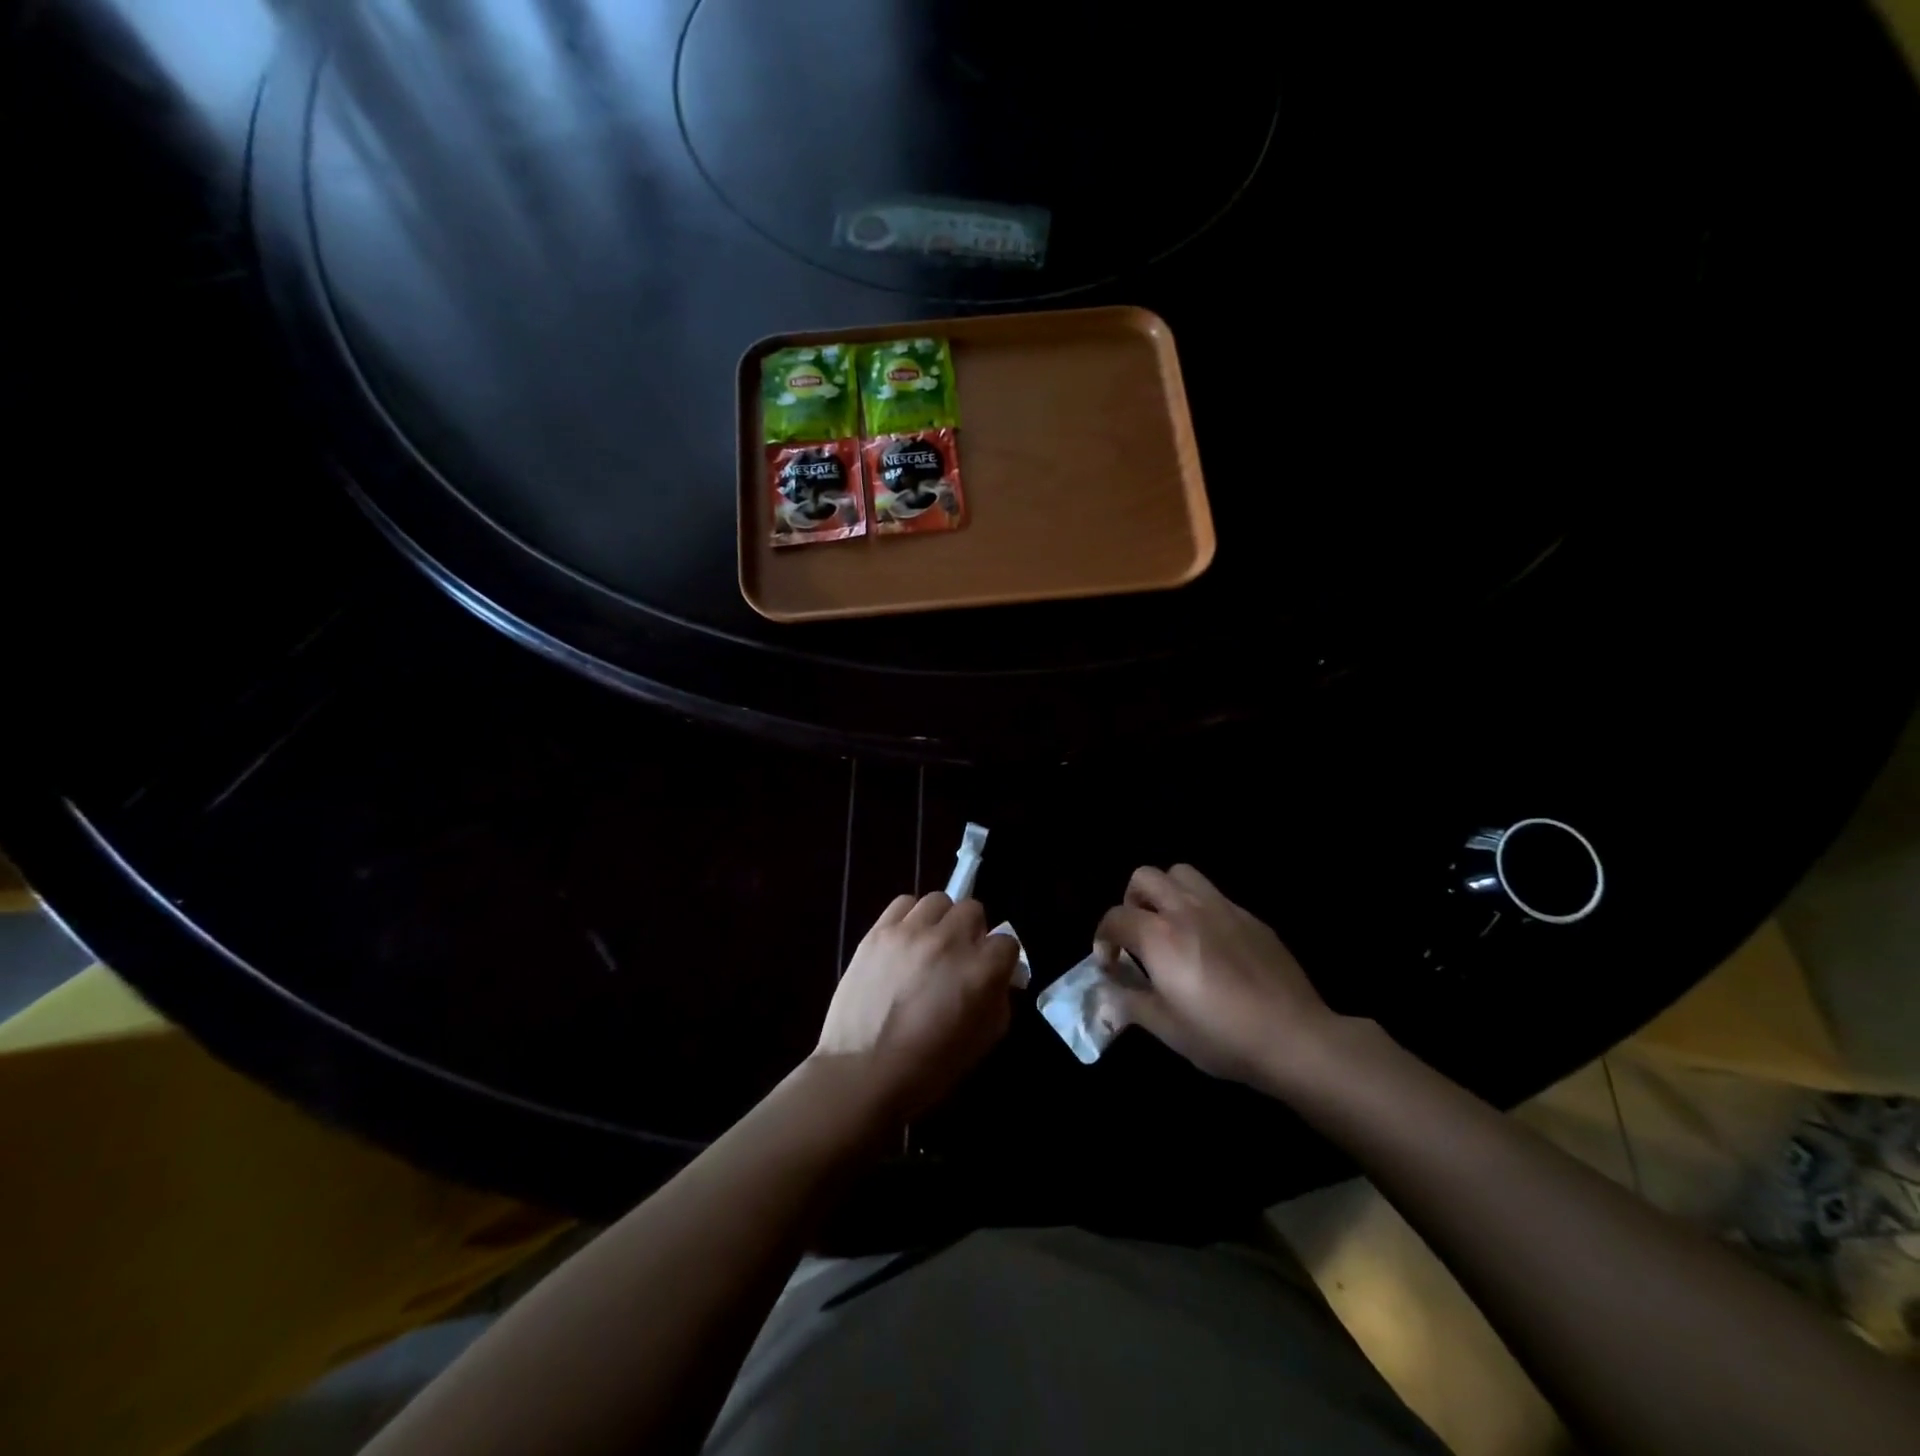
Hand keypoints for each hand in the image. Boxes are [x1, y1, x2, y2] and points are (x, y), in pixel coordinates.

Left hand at [814, 893, 1017, 1124]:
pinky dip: (909, 917)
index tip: (991, 973)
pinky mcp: (879, 931)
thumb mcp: (983, 1041)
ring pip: (939, 901)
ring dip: (941, 920)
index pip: (1007, 942)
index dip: (1001, 959)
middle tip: (959, 957)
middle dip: (972, 933)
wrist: (862, 1072)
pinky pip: (903, 903)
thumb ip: (998, 1000)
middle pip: (973, 910)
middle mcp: (950, 941)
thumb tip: (998, 979)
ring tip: (930, 944)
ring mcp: (912, 932)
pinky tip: (904, 940)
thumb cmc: (929, 1068)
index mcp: (981, 971)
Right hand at [1093, 864, 1337, 1095]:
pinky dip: (1199, 908)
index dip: (1103, 938)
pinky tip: (1211, 943)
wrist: (1295, 1037)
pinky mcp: (1250, 917)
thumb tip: (1107, 991)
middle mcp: (1186, 910)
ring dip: (1165, 892)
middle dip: (1131, 901)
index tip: (1110, 963)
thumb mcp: (1166, 1029)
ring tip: (1171, 925)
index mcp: (1159, 936)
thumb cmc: (1222, 1037)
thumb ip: (1130, 1003)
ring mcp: (1222, 908)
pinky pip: (1214, 895)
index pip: (1115, 917)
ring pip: (1181, 873)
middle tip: (1138, 934)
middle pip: (1144, 877)